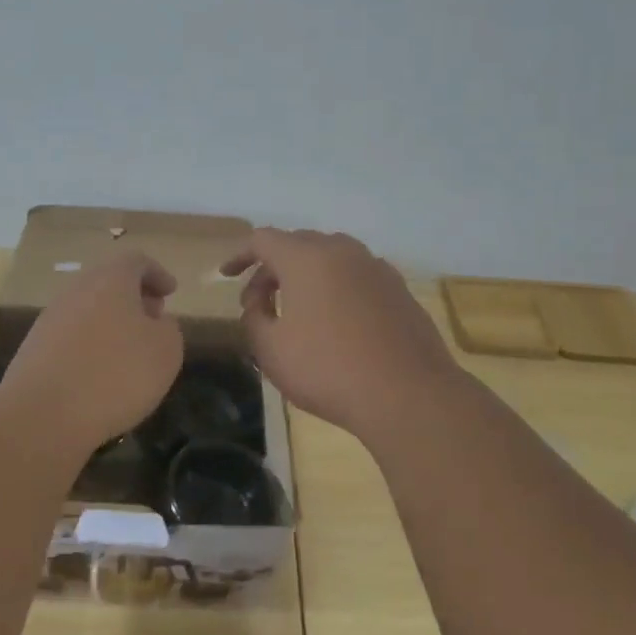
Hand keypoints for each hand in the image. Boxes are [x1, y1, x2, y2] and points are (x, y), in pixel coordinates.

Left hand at [0, 252, 184, 448]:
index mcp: (110, 280)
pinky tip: (101, 372)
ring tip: (129, 350)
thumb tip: (156, 321)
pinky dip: (91, 343)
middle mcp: (77, 290)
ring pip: (88, 308)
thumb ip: (168, 329)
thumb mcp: (165, 352)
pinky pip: (71, 335)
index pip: (136, 262)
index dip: (156, 274)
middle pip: (108, 282)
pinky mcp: (35, 347)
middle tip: (153, 317)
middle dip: (134, 297)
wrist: (42, 414)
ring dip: (111, 321)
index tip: (171, 292)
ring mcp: (51, 318)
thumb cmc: (115, 374)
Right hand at [223, 228, 459, 438]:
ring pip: (331, 258)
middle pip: (298, 244)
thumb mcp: (270, 349)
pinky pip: (357, 277)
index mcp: (306, 258)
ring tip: (298, 310)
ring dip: (307, 276)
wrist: (408, 395)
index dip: (240, 255)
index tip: (226, 276)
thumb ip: (253, 317)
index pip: (263, 240)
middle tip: (260, 301)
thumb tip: (259, 304)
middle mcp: (343, 251)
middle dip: (272, 268)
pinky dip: (337, 288)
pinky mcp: (400, 290)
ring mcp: (376, 268)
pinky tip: (336, 322)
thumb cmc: (328, 369)